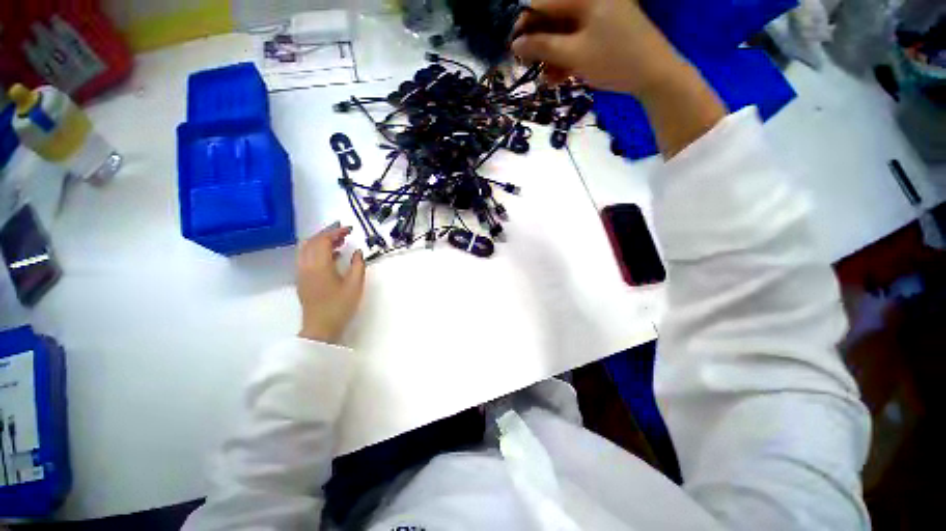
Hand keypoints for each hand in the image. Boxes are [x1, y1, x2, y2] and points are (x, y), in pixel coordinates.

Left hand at [296, 223, 366, 343]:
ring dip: (321, 241)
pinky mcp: (302, 279)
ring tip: (339, 241)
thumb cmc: (340, 306)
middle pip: (312, 241)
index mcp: (319, 265)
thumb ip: (358, 265)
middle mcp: (306, 265)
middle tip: (344, 232)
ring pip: (306, 248)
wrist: (321, 328)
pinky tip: (332, 255)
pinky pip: (306, 257)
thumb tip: (358, 251)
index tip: (350, 229)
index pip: (324, 240)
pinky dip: (317, 250)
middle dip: (328, 233)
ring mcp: (302, 272)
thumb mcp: (355, 285)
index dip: (336, 232)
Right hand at [512, 0, 687, 99]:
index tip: (515, 48)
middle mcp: (591, 0)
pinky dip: (567, 57)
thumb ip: (543, 47)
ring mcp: (599, 15)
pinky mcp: (605, 30)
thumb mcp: (574, 54)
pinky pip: (578, 39)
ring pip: (565, 32)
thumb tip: (515, 44)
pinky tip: (560, 76)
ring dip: (552, 56)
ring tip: (547, 80)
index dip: (525, 24)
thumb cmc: (614, 60)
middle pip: (554, 18)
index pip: (544, 3)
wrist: (654, 74)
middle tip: (531, 67)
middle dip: (540, 44)